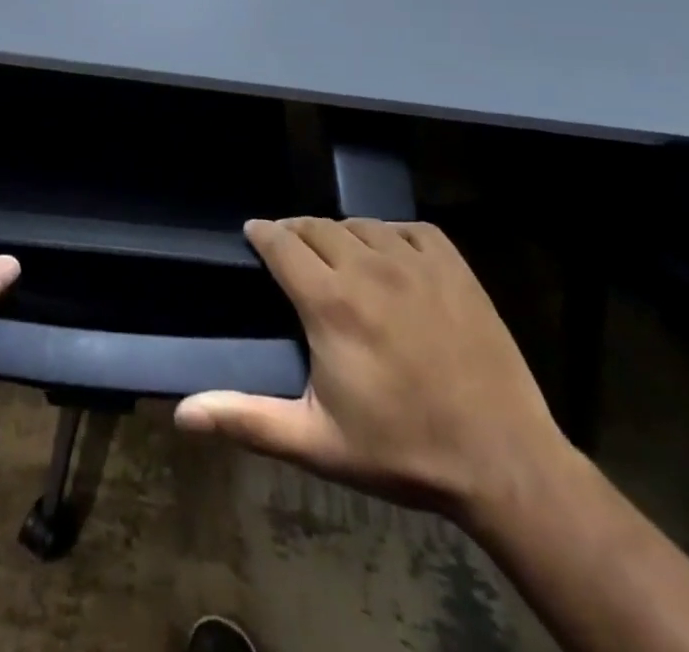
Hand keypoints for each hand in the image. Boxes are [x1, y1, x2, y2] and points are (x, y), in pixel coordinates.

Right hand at [175, 218, 570, 525]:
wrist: (505, 463)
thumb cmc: (402, 451)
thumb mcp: (317, 442)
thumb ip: (247, 419)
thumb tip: (182, 414)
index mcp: (330, 302)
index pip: (281, 242)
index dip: (261, 233)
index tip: (252, 234)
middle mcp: (367, 268)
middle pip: (316, 226)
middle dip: (295, 232)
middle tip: (290, 252)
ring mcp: (415, 263)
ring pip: (360, 224)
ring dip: (341, 234)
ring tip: (337, 256)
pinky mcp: (454, 268)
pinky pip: (409, 229)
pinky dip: (391, 235)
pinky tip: (390, 257)